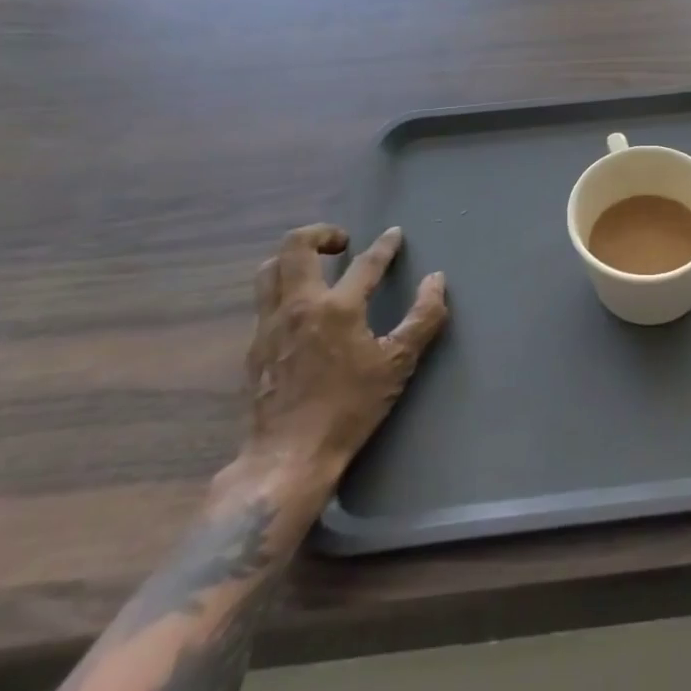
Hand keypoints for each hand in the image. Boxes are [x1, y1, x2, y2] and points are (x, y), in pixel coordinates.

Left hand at [242, 224, 447, 479]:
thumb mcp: (398, 364)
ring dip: (293, 258)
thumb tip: (436, 280)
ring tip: (316, 266)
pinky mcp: (254, 347)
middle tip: (342, 242)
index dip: (384, 245)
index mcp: (336, 307)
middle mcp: (297, 306)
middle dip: (320, 233)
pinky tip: (299, 310)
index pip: (365, 263)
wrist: (288, 457)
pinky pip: (264, 301)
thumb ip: (423, 318)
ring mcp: (269, 325)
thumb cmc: (349, 408)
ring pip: (269, 269)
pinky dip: (282, 289)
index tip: (394, 234)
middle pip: (295, 246)